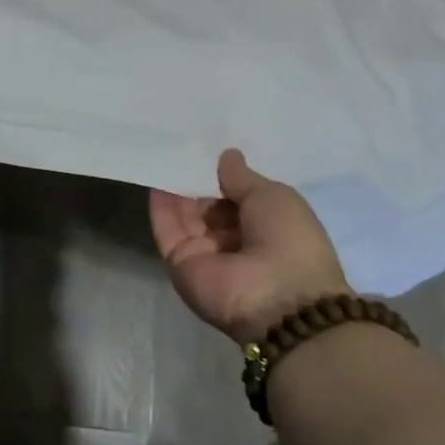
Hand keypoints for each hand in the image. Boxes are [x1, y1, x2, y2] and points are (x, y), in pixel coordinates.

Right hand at [149, 149, 349, 344]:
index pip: (237, 198)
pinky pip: (167, 230)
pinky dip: (161, 206)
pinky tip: (156, 178)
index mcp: (265, 227)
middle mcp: (235, 241)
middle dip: (197, 179)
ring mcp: (206, 253)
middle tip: (178, 146)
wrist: (278, 298)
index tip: (206, 149)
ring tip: (163, 154)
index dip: (223, 176)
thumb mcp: (273, 196)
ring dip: (176, 189)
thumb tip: (226, 156)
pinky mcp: (180, 263)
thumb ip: (242, 178)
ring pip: (185, 216)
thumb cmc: (288, 239)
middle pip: (208, 206)